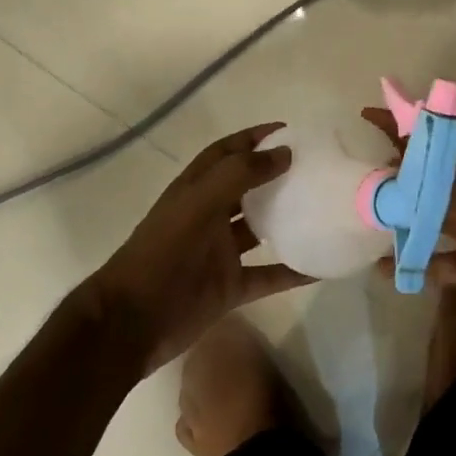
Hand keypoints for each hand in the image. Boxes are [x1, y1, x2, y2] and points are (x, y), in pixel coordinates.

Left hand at [94, 123, 309, 369]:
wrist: (131, 323)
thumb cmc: (162, 255)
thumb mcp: (198, 204)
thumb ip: (240, 175)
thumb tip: (285, 153)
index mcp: (195, 190)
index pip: (227, 153)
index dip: (254, 138)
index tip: (291, 131)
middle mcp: (208, 217)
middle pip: (247, 188)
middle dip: (276, 175)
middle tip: (316, 168)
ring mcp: (219, 254)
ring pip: (260, 230)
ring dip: (287, 220)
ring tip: (324, 208)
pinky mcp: (230, 288)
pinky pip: (269, 275)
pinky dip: (294, 271)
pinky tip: (324, 266)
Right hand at [363, 108, 455, 339]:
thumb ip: (432, 189)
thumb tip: (392, 173)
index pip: (433, 136)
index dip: (402, 125)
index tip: (367, 116)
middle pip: (429, 179)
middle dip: (396, 176)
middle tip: (356, 176)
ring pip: (431, 219)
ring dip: (403, 220)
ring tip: (364, 219)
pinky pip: (440, 263)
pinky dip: (415, 265)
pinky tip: (384, 270)